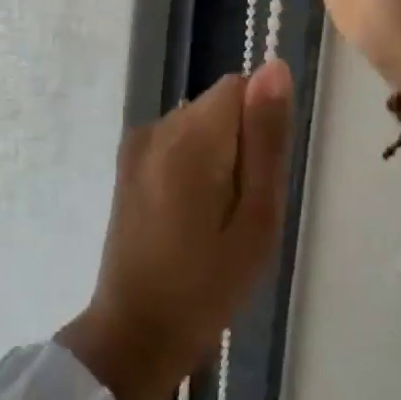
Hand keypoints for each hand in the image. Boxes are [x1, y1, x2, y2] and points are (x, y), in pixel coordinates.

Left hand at [56, 62, 291, 399]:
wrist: (135, 331)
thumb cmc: (207, 285)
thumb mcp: (256, 218)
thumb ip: (265, 139)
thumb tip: (274, 67)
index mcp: (188, 137)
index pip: (239, 88)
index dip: (260, 128)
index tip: (258, 180)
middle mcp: (156, 125)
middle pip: (218, 106)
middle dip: (240, 145)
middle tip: (240, 211)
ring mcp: (136, 143)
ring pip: (199, 123)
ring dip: (217, 157)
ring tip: (214, 220)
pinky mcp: (126, 161)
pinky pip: (176, 142)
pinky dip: (193, 166)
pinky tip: (189, 216)